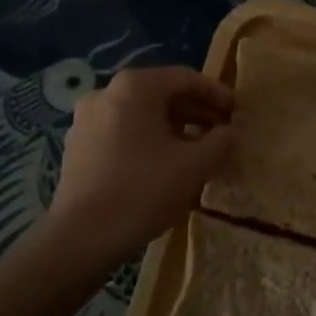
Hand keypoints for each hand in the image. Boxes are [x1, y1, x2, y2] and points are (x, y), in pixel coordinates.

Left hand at [44, 66, 233, 267]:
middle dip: (195, 112)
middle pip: (161, 94)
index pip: (185, 78)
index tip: (237, 112)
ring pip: (141, 115)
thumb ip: (220, 141)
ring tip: (197, 151)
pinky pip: (122, 133)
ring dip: (173, 128)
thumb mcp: (194, 165)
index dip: (216, 94)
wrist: (82, 237)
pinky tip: (164, 166)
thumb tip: (229, 131)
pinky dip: (148, 141)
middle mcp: (106, 93)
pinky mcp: (78, 147)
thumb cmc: (143, 190)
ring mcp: (86, 120)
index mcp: (134, 87)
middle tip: (221, 132)